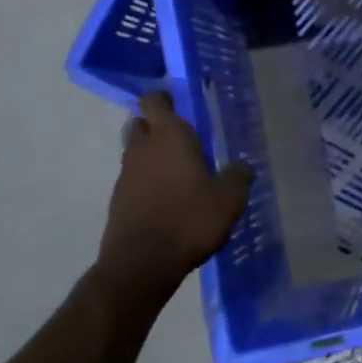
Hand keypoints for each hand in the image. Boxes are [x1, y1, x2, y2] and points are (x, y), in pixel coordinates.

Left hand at [100, 92, 253, 287]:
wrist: (141, 264)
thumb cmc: (189, 220)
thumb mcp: (229, 199)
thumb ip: (239, 176)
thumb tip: (243, 166)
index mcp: (170, 136)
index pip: (156, 100)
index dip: (166, 98)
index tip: (183, 104)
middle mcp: (143, 148)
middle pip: (142, 123)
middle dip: (158, 125)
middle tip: (184, 138)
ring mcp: (126, 174)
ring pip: (136, 151)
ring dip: (152, 155)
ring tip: (180, 171)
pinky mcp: (118, 200)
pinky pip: (134, 179)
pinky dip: (147, 181)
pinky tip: (168, 199)